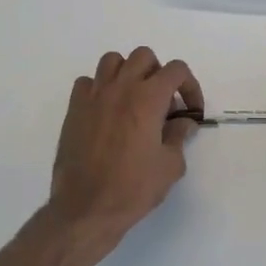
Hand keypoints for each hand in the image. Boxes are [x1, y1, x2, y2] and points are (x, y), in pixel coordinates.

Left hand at [47, 47, 203, 249]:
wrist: (85, 208)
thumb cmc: (133, 189)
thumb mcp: (170, 166)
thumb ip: (179, 136)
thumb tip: (183, 122)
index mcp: (148, 98)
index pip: (176, 70)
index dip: (190, 86)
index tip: (191, 111)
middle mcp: (121, 88)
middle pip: (144, 57)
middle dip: (159, 74)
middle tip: (162, 104)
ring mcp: (94, 96)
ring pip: (113, 61)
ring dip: (128, 74)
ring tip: (133, 100)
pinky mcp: (74, 109)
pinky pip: (88, 82)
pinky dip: (100, 88)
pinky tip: (106, 111)